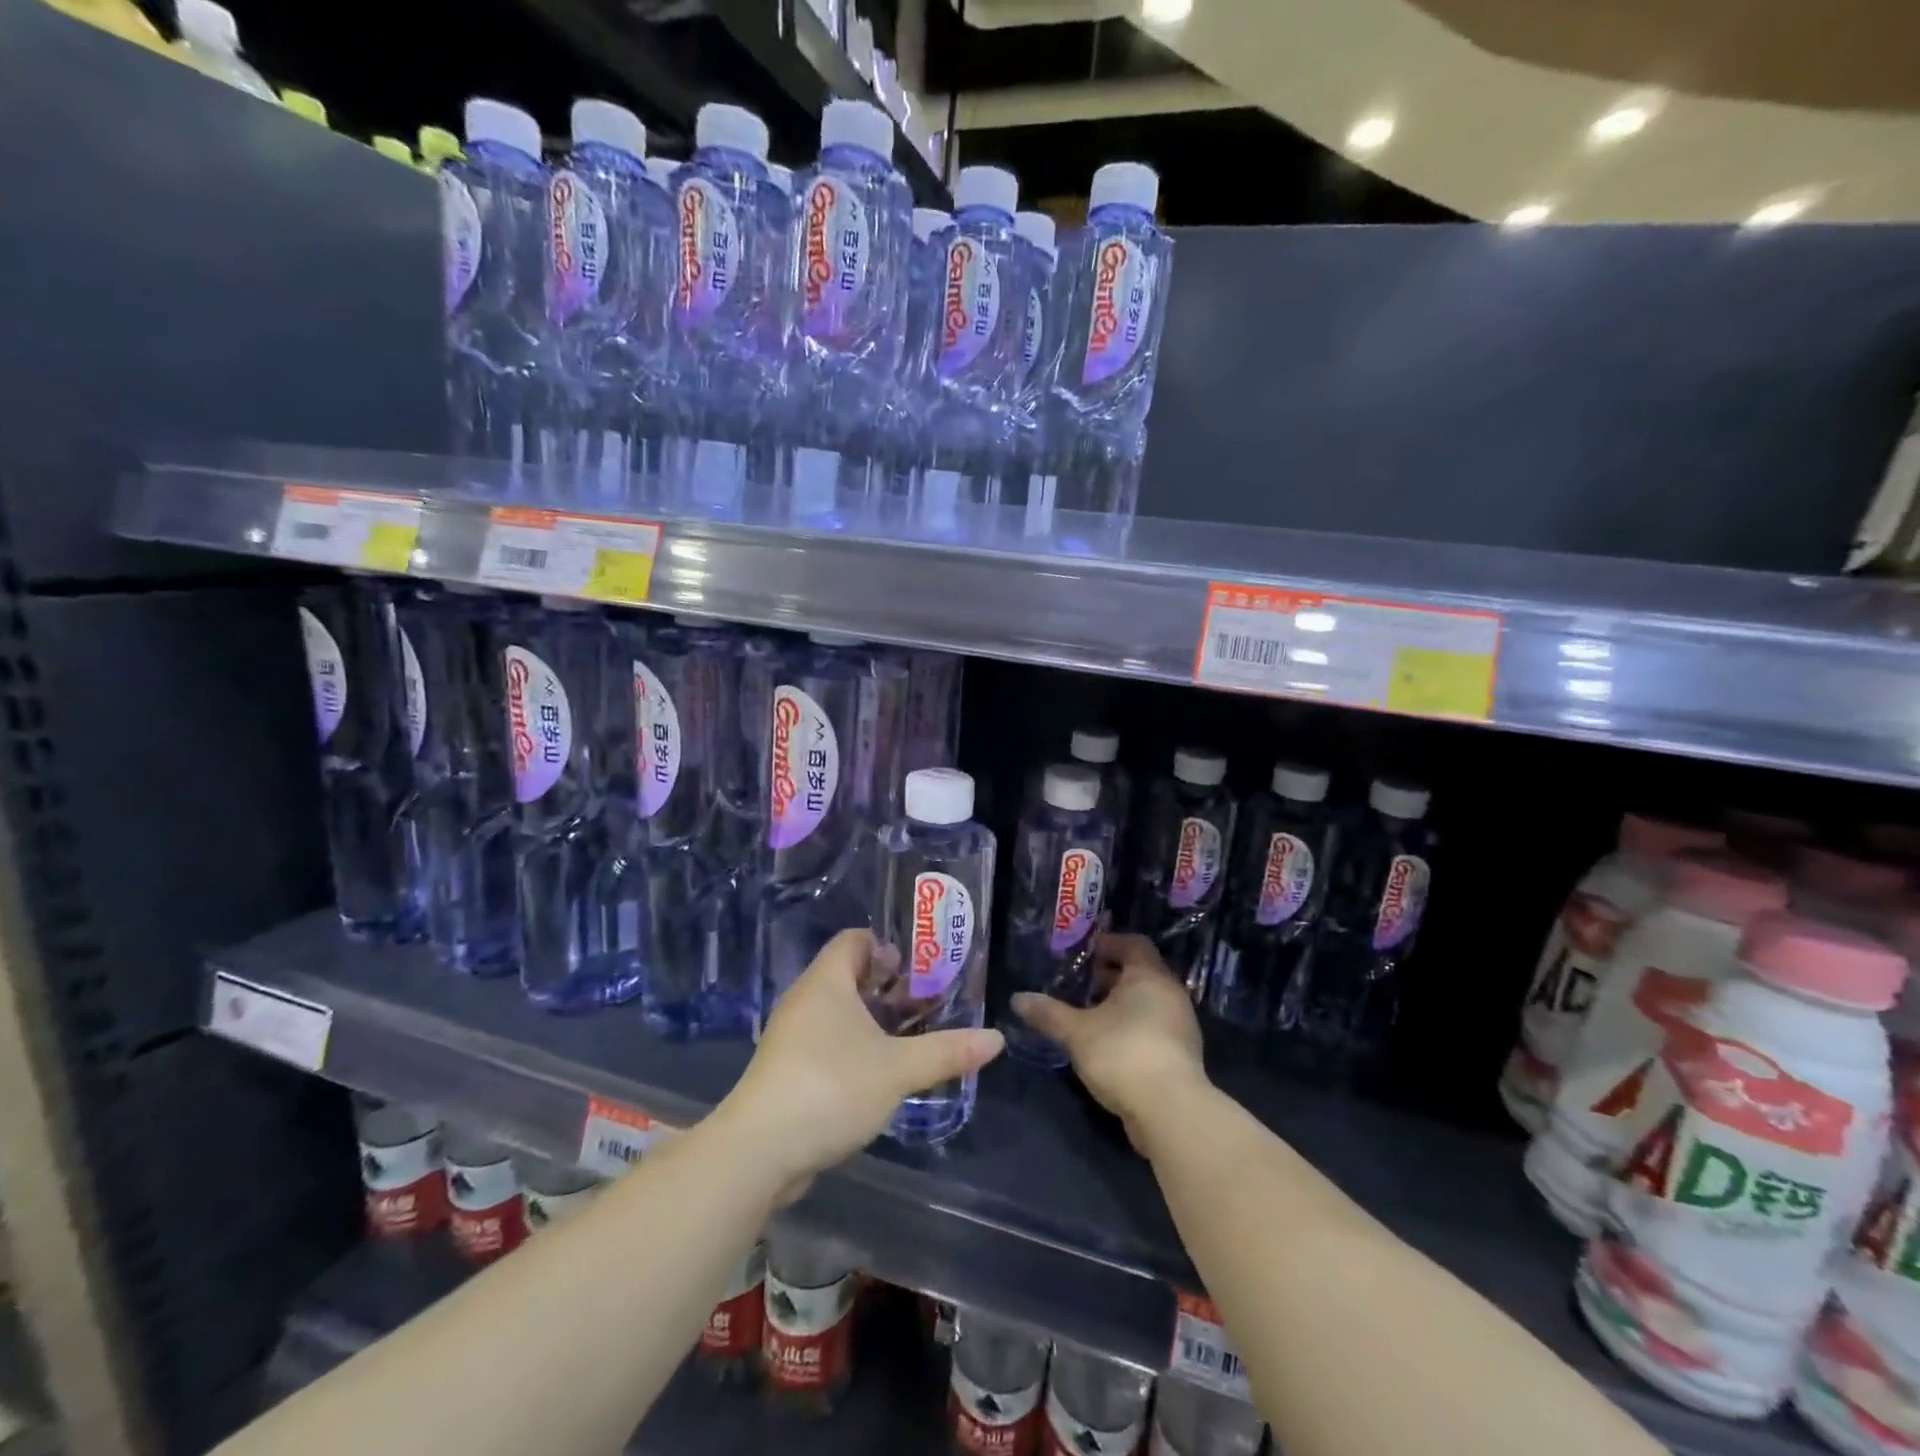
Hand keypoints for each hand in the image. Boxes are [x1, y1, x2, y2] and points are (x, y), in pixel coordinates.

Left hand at [718, 930, 1004, 1195]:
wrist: (759, 1152)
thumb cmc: (830, 1088)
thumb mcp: (898, 1069)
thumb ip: (947, 1051)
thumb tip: (996, 1039)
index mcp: (827, 982)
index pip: (854, 940)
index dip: (886, 945)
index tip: (919, 965)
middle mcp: (806, 1000)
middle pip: (849, 976)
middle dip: (889, 987)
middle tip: (927, 1001)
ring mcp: (793, 1037)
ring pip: (839, 1013)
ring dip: (873, 1020)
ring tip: (912, 1037)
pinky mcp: (788, 1071)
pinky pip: (827, 1043)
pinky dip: (855, 1047)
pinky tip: (882, 1072)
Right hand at [1012, 932, 1206, 1144]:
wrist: (1171, 1112)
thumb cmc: (1123, 1054)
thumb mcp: (1076, 1032)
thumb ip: (1048, 1013)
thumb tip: (1017, 998)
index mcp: (1149, 975)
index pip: (1134, 943)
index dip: (1109, 943)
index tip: (1084, 953)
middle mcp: (1171, 993)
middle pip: (1141, 972)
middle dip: (1111, 976)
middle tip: (1082, 986)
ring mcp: (1181, 1024)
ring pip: (1149, 1001)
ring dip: (1122, 1004)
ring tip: (1091, 1016)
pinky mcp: (1183, 1054)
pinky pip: (1155, 1026)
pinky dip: (1134, 1026)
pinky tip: (1110, 1044)